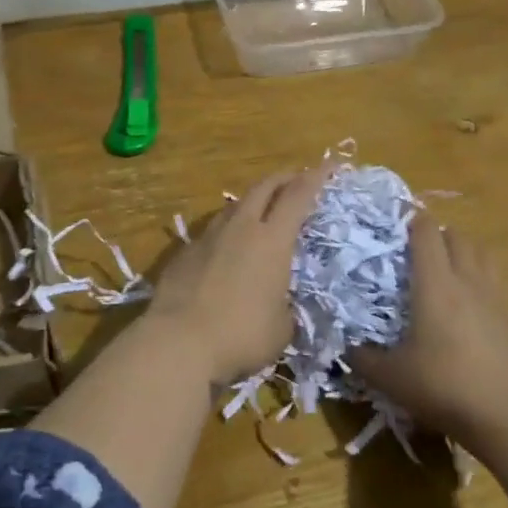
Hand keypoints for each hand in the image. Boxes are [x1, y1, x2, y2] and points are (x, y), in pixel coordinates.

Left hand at [142, 167, 332, 385]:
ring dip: (252, 201)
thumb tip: (278, 305)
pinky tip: (227, 246)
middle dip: (283, 179)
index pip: (298, 196)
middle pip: (263, 188)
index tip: (329, 165)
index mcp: (272, 241)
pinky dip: (227, 229)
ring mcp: (209, 237)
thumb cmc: (241, 335)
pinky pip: (212, 230)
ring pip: (234, 205)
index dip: (316, 178)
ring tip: (261, 209)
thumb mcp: (281, 328)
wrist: (179, 342)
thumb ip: (285, 307)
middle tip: (296, 178)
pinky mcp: (184, 252)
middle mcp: (241, 228)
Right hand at [350, 214, 507, 438]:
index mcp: (435, 284)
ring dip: (465, 252)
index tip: (398, 223)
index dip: (412, 221)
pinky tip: (478, 304)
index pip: (425, 234)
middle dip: (439, 236)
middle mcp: (468, 279)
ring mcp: (498, 296)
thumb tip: (346, 347)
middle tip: (421, 252)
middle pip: (457, 237)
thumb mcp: (392, 378)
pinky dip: (486, 279)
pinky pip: (500, 281)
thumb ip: (363, 359)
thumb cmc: (445, 388)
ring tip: (451, 270)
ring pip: (483, 254)